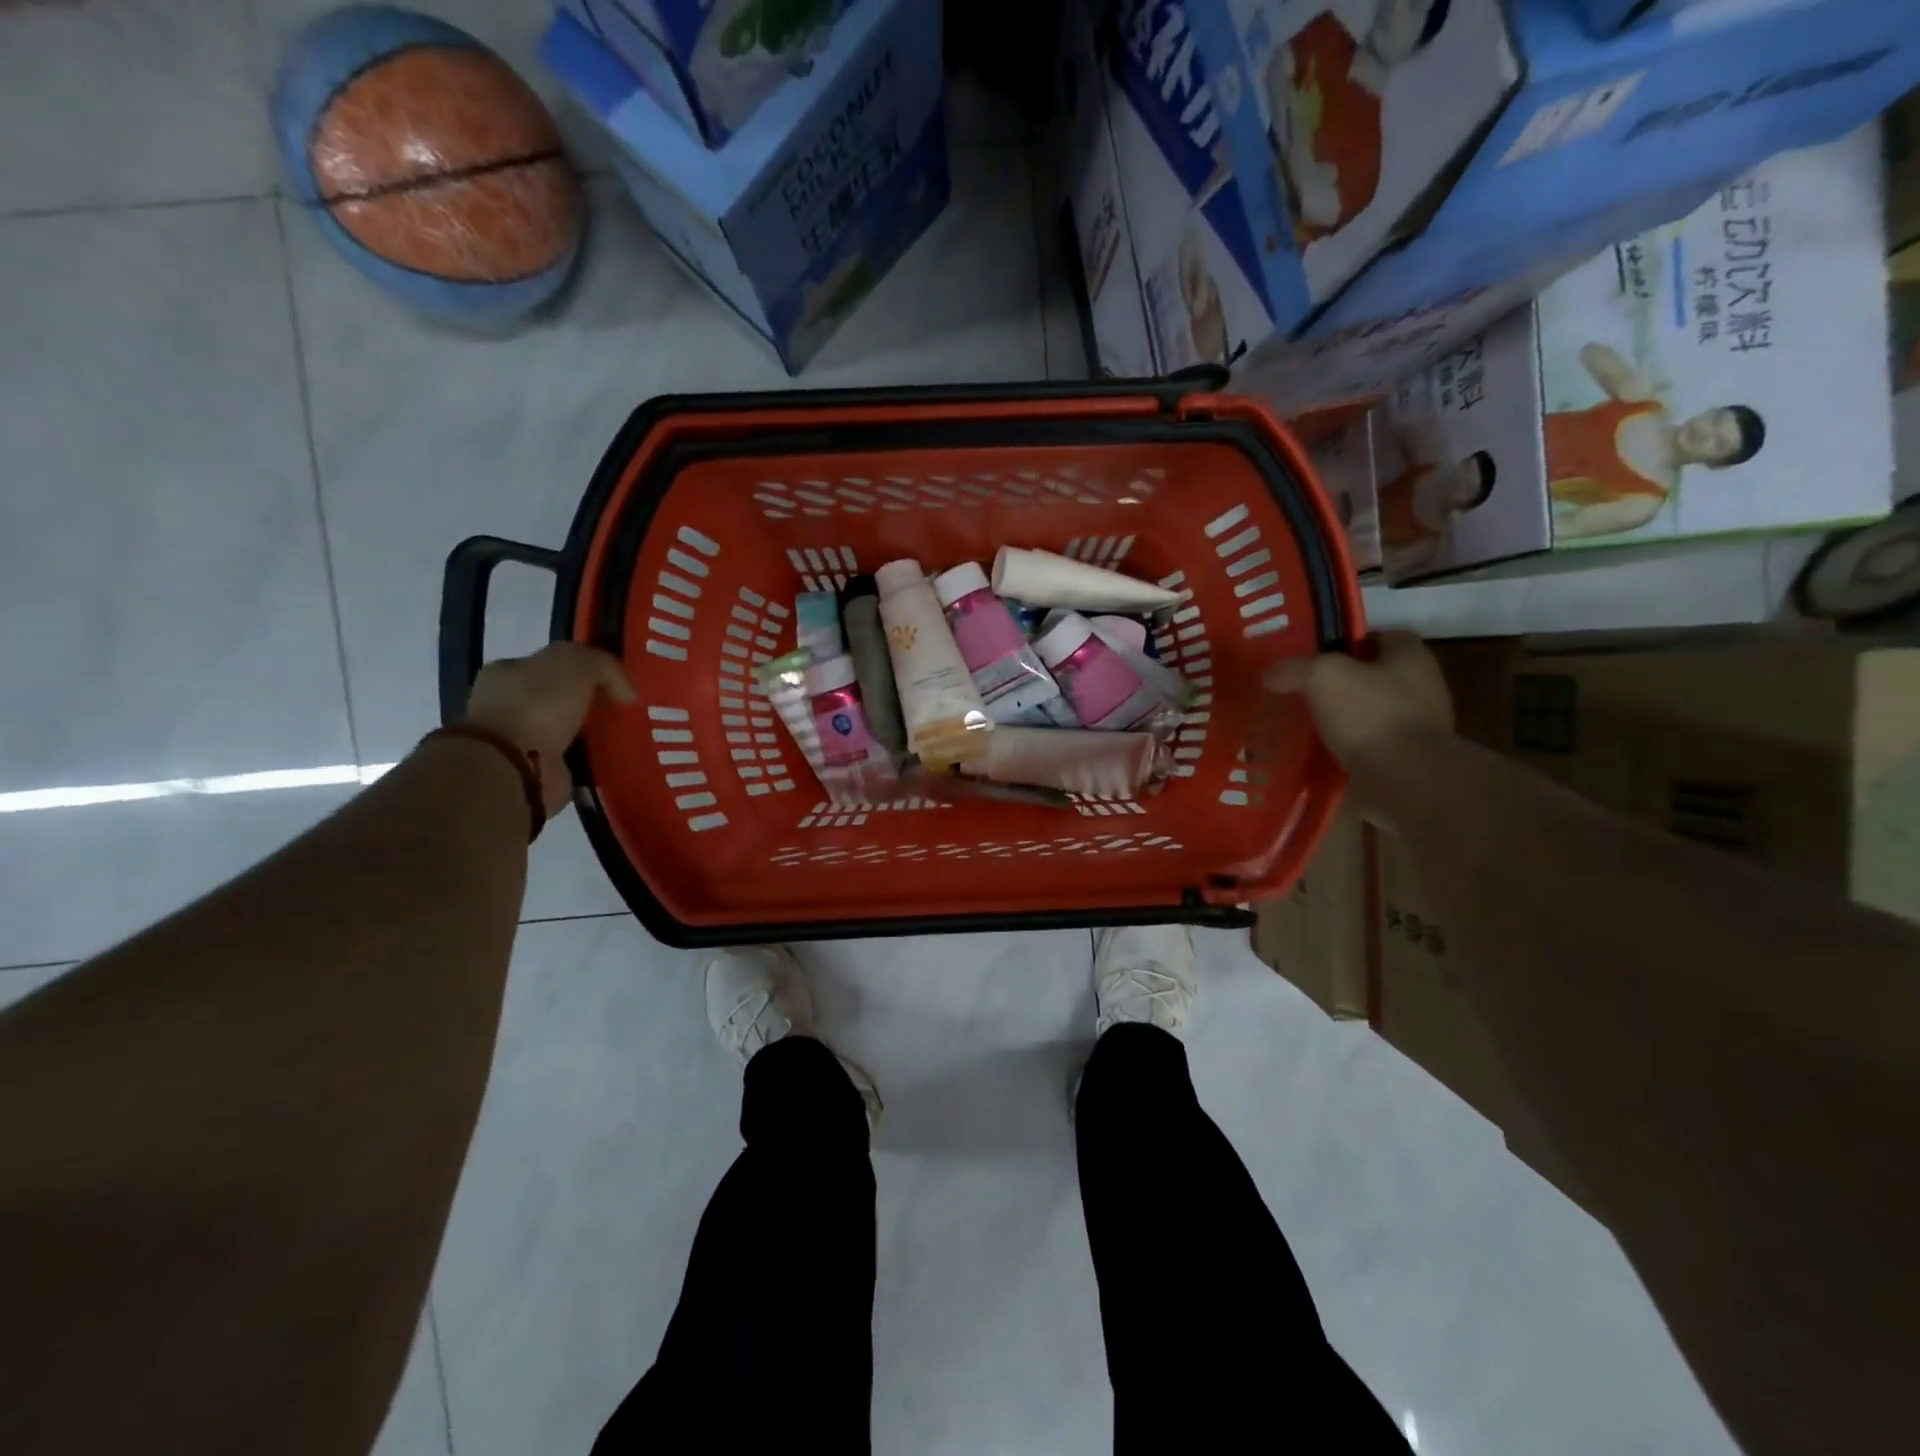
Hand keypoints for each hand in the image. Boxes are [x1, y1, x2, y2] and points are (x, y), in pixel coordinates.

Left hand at [463, 643, 635, 816]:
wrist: (514, 765)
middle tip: (621, 710)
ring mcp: (517, 739)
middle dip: (588, 702)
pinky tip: (607, 757)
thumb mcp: (578, 664)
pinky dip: (586, 758)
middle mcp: (507, 703)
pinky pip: (568, 758)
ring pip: (564, 729)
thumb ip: (603, 665)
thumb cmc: (538, 704)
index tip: (616, 684)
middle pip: (559, 696)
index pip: (552, 664)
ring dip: (588, 732)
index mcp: (508, 671)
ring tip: (620, 735)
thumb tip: (626, 692)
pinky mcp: (533, 770)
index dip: (586, 670)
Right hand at [1264, 631, 1452, 778]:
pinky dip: (1347, 750)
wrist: (1406, 780)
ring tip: (1305, 726)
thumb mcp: (1321, 676)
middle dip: (1343, 683)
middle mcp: (1423, 688)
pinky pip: (1371, 748)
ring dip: (1344, 720)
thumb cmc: (1370, 714)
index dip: (1349, 641)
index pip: (1381, 637)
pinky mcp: (1408, 762)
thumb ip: (1293, 669)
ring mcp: (1419, 728)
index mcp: (1411, 657)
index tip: (1317, 655)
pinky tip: (1318, 756)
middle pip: (1376, 676)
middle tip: (1304, 691)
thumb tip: (1270, 674)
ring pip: (1371, 714)